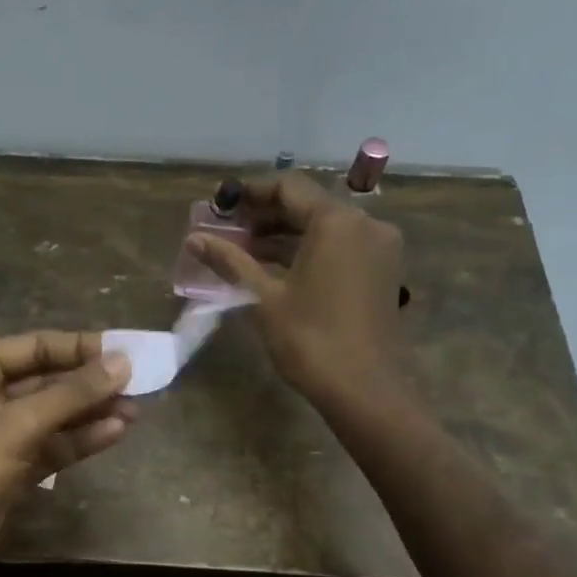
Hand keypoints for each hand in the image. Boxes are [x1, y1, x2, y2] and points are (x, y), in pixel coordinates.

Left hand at [0, 332, 134, 576]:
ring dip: (91, 412)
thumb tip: (123, 362)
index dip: (80, 348)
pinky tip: (115, 432)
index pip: (35, 346)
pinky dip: (80, 439)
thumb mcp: (17, 426)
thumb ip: (71, 394)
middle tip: (140, 381)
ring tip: (137, 408)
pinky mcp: (9, 469)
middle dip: (90, 383)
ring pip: (52, 415)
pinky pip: (50, 445)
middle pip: (46, 380)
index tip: (127, 351)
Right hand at [186, 172, 405, 405]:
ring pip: (325, 227)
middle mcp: (364, 224)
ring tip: (245, 251)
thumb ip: (231, 261)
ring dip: (286, 235)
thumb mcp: (264, 297)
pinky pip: (340, 246)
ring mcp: (378, 248)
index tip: (221, 203)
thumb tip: (194, 240)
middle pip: (308, 205)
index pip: (289, 188)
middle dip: (266, 216)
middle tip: (229, 231)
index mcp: (336, 222)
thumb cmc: (309, 339)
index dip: (251, 192)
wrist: (363, 388)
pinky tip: (277, 268)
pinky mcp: (381, 271)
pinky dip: (309, 250)